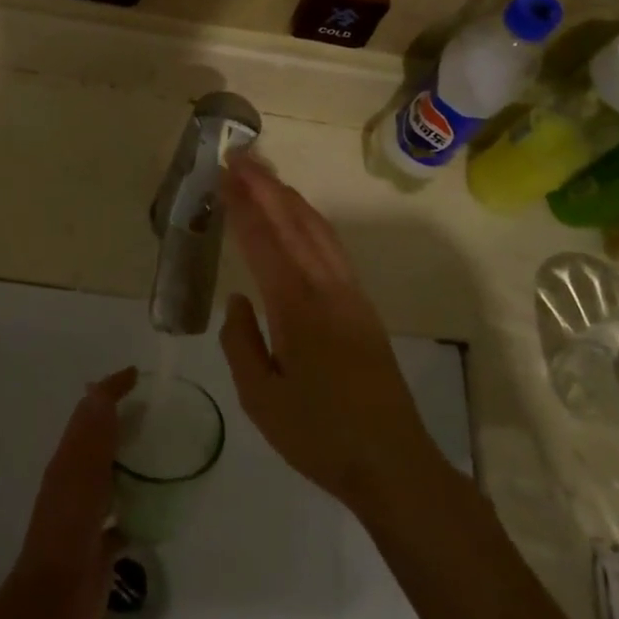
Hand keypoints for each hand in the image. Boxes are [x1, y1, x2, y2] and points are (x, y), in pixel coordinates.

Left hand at [4, 367, 135, 618]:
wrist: (53, 604)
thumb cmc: (67, 532)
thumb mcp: (81, 476)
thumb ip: (92, 435)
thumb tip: (97, 388)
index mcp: (68, 462)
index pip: (90, 413)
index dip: (110, 390)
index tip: (137, 374)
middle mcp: (76, 482)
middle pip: (101, 442)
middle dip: (124, 421)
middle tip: (158, 410)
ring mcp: (87, 515)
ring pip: (111, 477)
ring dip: (130, 461)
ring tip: (164, 451)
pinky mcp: (100, 546)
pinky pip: (123, 517)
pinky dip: (138, 506)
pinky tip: (160, 506)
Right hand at [219, 154, 445, 515]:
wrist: (392, 461)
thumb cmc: (318, 435)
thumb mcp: (260, 399)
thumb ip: (240, 342)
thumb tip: (237, 299)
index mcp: (296, 307)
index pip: (264, 241)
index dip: (243, 205)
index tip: (225, 173)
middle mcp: (326, 288)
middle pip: (293, 222)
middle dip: (265, 187)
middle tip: (240, 157)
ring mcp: (350, 294)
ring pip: (318, 229)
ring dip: (289, 198)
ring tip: (265, 175)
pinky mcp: (362, 305)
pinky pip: (332, 247)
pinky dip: (310, 220)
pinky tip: (300, 218)